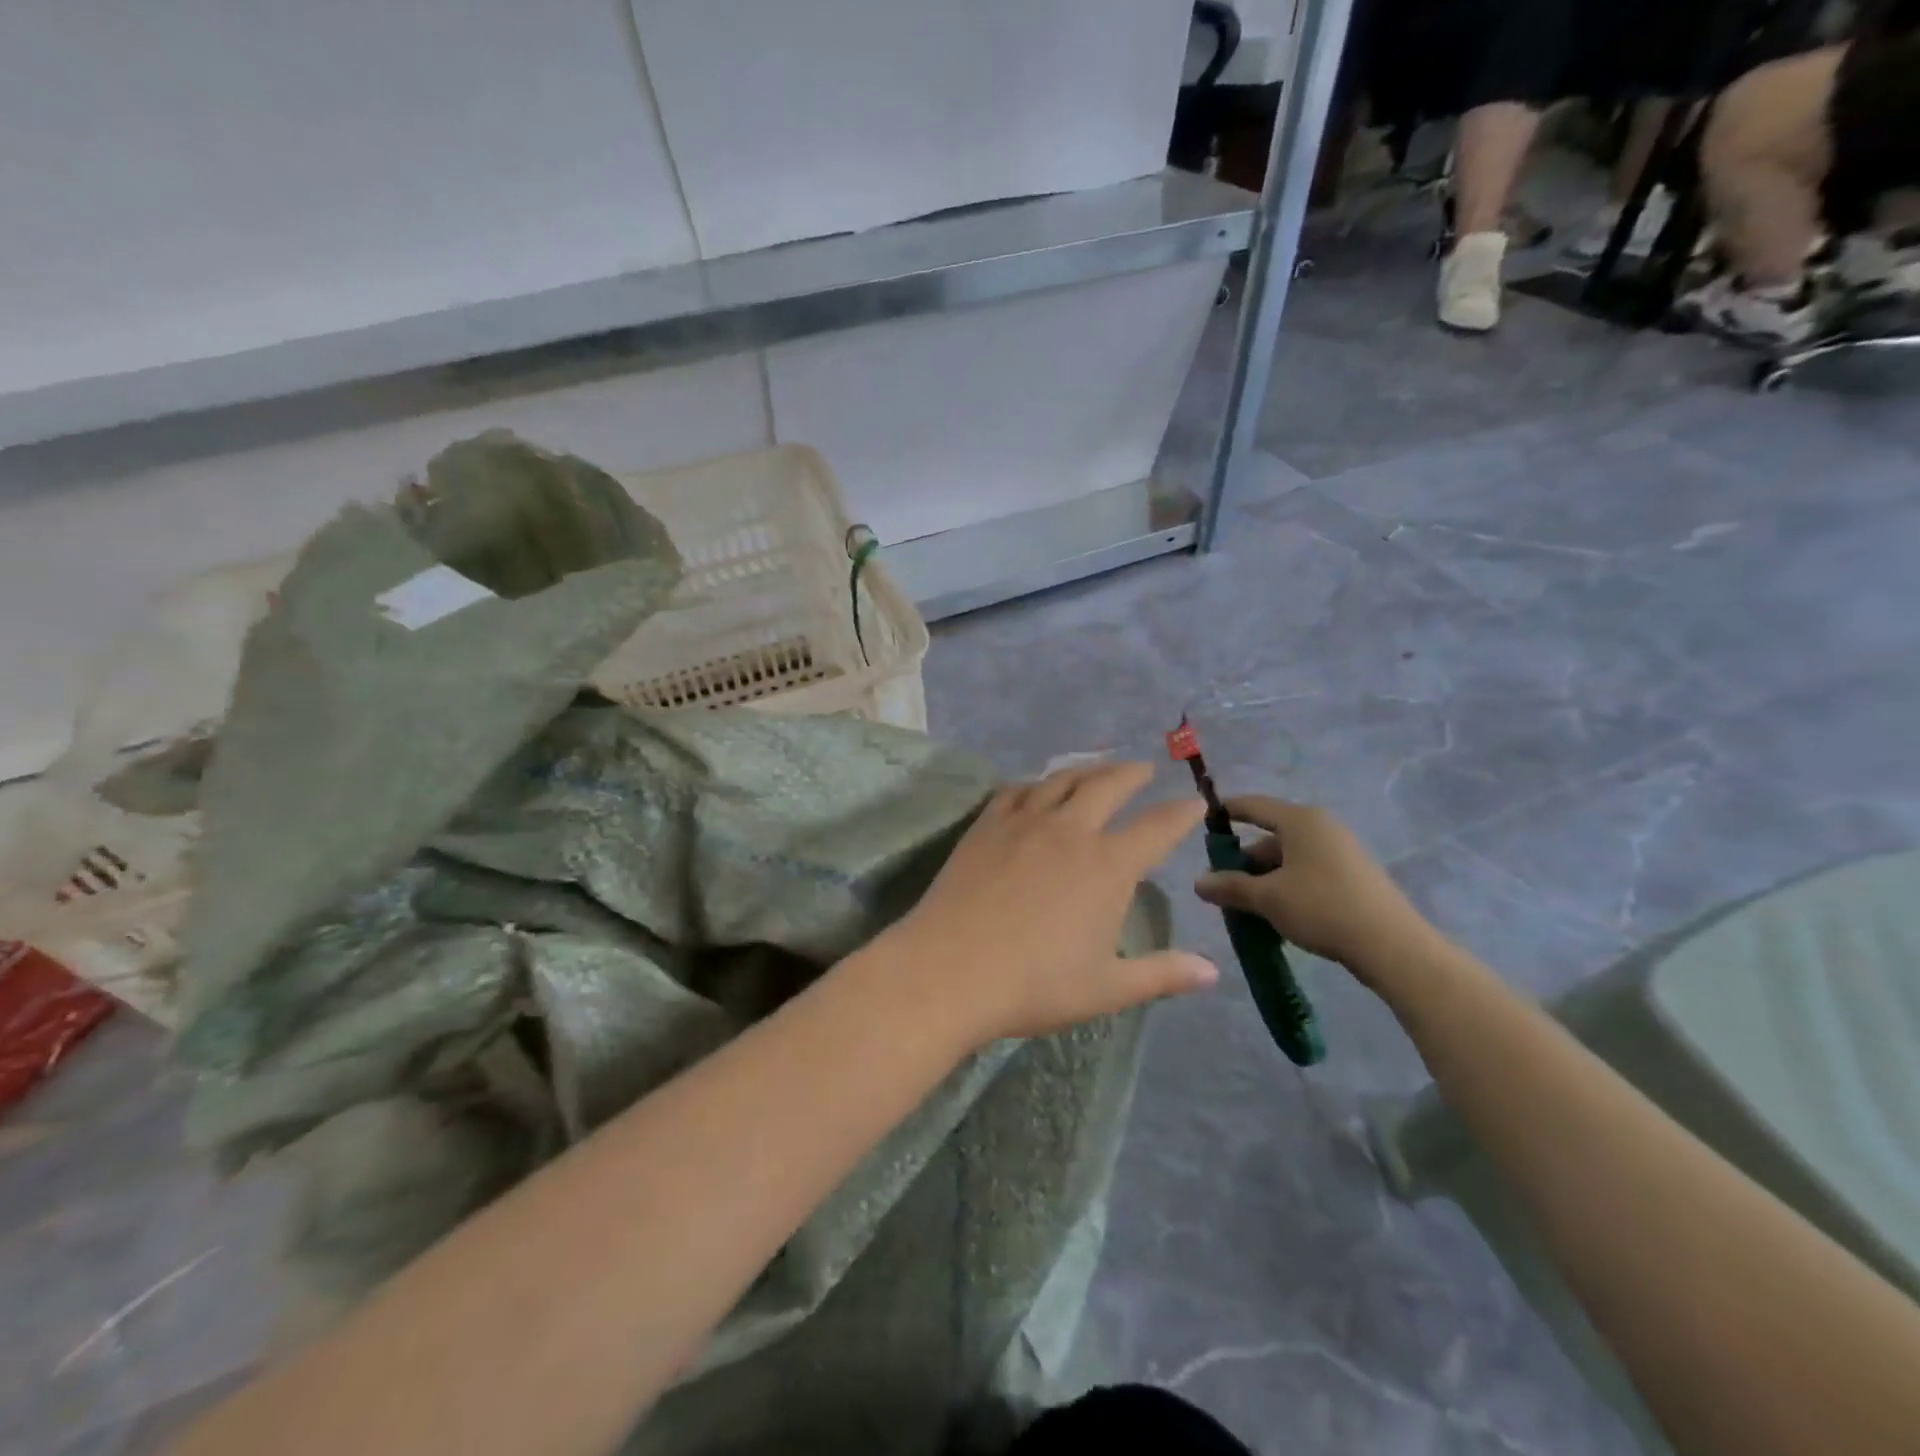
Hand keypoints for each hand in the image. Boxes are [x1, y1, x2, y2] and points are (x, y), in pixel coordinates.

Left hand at [881, 762, 1216, 1046]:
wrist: (949, 970)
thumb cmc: (1034, 984)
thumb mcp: (1107, 988)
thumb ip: (1162, 975)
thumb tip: (1212, 971)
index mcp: (1107, 866)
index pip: (1156, 828)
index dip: (1180, 813)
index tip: (1195, 802)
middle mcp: (1069, 831)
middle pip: (1108, 786)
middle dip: (1132, 774)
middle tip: (1144, 768)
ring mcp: (1023, 822)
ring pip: (1061, 779)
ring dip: (1086, 769)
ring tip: (1097, 768)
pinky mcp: (986, 825)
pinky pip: (1017, 790)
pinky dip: (1036, 783)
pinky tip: (1035, 787)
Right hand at [1193, 797, 1442, 987]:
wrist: (1392, 946)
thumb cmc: (1322, 908)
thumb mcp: (1267, 898)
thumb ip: (1230, 887)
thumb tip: (1198, 882)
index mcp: (1300, 821)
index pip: (1253, 805)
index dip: (1225, 812)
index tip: (1202, 824)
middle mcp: (1322, 827)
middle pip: (1270, 837)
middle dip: (1244, 862)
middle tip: (1224, 888)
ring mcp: (1342, 851)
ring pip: (1289, 858)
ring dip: (1265, 879)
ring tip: (1249, 908)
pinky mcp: (1354, 875)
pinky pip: (1309, 871)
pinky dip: (1288, 886)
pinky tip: (1280, 914)